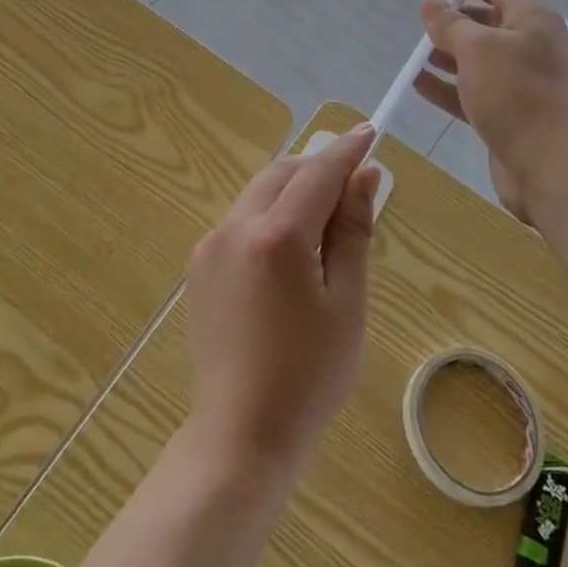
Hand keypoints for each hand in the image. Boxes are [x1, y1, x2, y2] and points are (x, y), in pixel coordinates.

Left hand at [184, 124, 381, 472]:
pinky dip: (269, 218)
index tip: (369, 132)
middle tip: (352, 184)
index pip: (317, 173)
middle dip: (316, 168)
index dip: (346, 151)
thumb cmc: (309, 375)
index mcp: (277, 236)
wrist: (240, 434)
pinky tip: (289, 253)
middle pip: (281, 174)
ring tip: (325, 222)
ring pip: (257, 195)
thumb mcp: (346, 302)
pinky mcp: (198, 267)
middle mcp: (235, 228)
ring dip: (291, 192)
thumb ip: (353, 231)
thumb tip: (365, 176)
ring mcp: (209, 246)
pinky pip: (240, 222)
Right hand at [412, 0, 567, 220]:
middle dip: (454, 22)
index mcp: (532, 19)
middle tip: (424, 28)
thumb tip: (432, 4)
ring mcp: (523, 81)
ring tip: (416, 58)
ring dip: (447, 55)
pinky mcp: (511, 112)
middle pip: (488, 22)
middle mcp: (532, 45)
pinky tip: (419, 85)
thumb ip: (449, 23)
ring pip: (479, 59)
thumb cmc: (515, 94)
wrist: (550, 163)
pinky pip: (475, 90)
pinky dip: (448, 86)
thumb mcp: (476, 49)